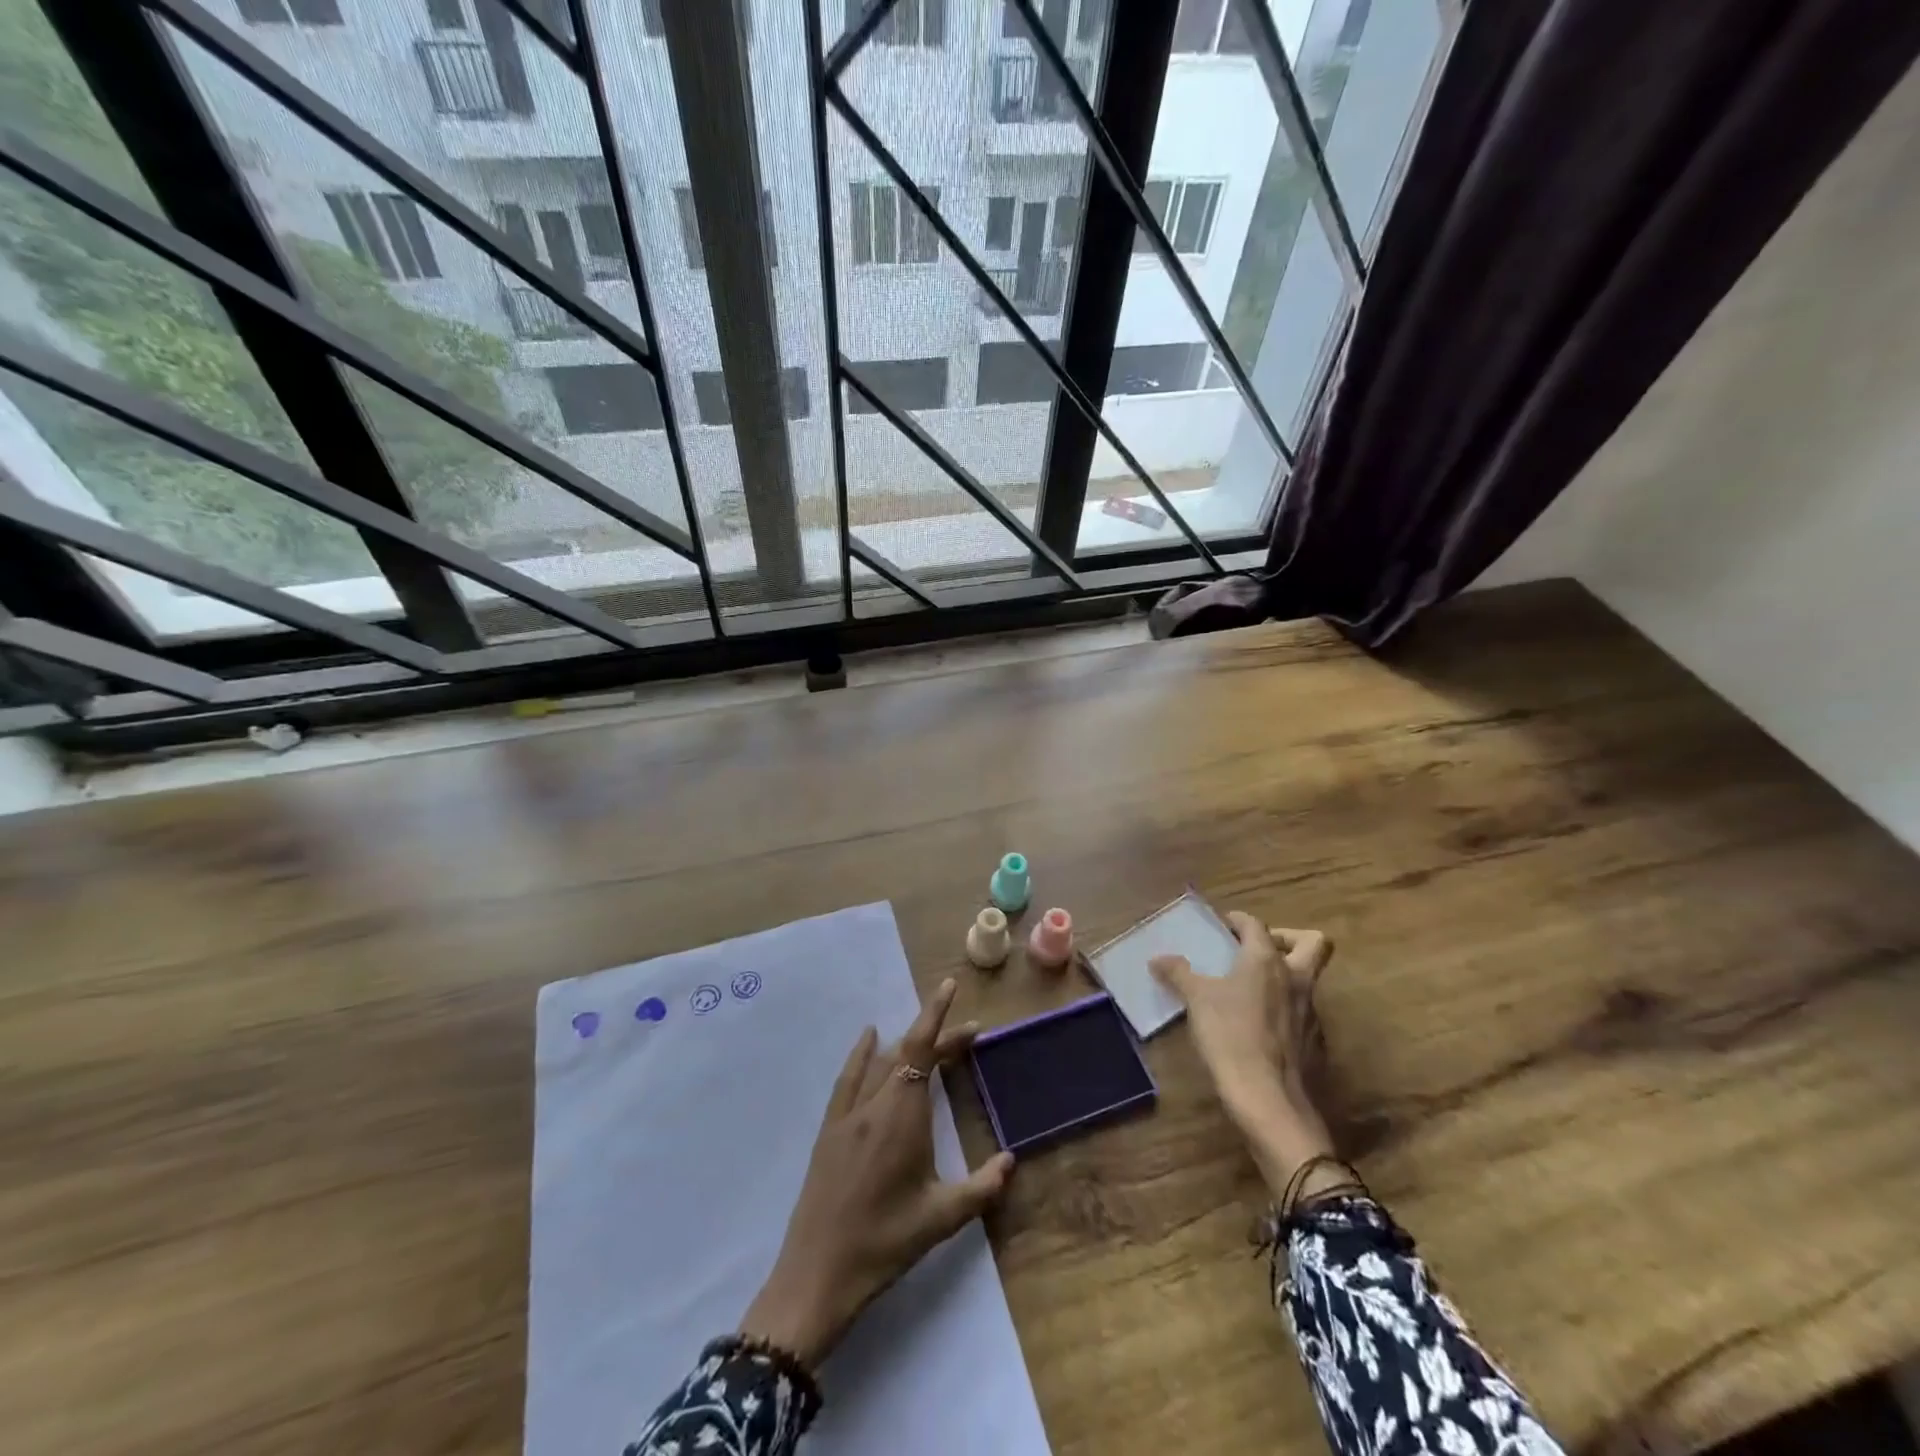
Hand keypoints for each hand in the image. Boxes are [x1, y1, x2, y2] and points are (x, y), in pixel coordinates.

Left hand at [740, 978, 1015, 1367]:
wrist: (818, 1272)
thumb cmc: (885, 1243)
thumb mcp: (941, 1218)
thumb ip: (982, 1187)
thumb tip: (1011, 1161)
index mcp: (903, 1116)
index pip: (922, 1049)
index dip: (937, 1014)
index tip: (949, 985)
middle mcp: (876, 1103)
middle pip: (908, 1053)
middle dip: (939, 1038)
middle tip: (970, 1035)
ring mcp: (849, 1113)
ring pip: (882, 1062)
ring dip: (908, 1045)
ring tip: (932, 1038)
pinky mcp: (830, 1127)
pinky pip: (849, 1077)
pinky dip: (862, 1053)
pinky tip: (870, 1038)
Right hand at [1151, 916, 1340, 1201]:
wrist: (1269, 1101)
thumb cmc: (1231, 1037)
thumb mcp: (1196, 1001)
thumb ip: (1179, 974)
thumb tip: (1159, 958)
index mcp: (1266, 961)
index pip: (1257, 925)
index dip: (1239, 921)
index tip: (1223, 925)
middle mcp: (1296, 979)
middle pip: (1314, 943)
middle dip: (1289, 938)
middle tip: (1258, 949)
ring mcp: (1311, 1012)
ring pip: (1308, 980)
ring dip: (1285, 977)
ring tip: (1250, 991)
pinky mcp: (1315, 1043)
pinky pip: (1303, 1014)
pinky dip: (1285, 1011)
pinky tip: (1259, 1028)